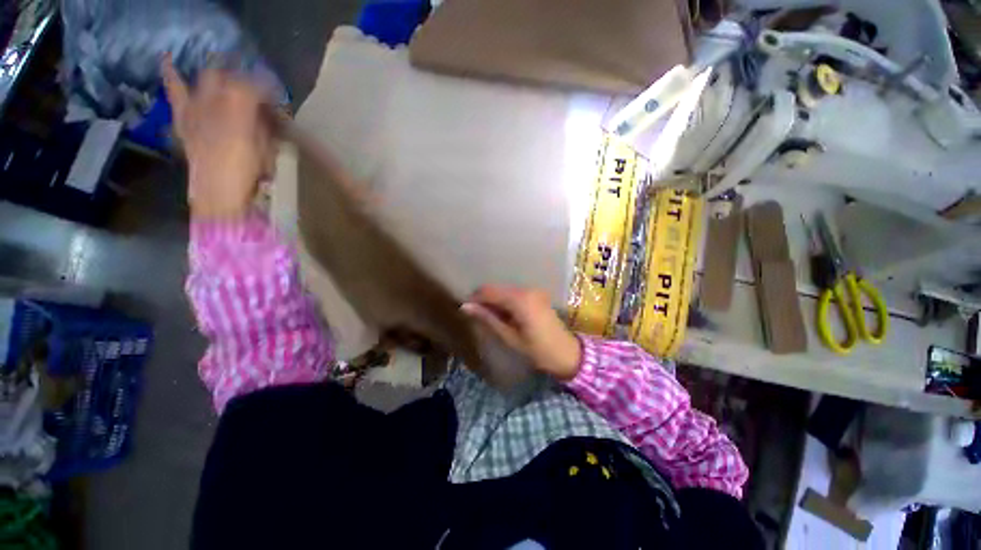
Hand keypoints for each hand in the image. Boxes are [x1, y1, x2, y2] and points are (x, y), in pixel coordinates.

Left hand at [162, 57, 275, 219]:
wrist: (216, 196)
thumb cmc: (247, 177)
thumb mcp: (266, 153)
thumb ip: (265, 128)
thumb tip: (267, 114)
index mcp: (238, 114)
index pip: (254, 87)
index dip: (267, 87)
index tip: (277, 95)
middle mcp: (214, 104)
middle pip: (230, 78)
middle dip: (245, 79)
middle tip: (256, 90)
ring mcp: (195, 109)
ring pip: (207, 79)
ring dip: (220, 75)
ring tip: (226, 72)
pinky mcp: (183, 118)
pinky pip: (174, 91)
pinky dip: (171, 74)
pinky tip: (168, 59)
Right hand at [461, 285, 581, 380]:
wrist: (567, 354)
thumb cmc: (537, 350)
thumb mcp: (509, 336)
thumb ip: (488, 318)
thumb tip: (465, 307)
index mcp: (520, 299)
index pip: (489, 291)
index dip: (475, 298)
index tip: (466, 308)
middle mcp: (527, 290)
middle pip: (498, 289)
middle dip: (485, 299)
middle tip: (476, 315)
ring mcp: (534, 291)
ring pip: (506, 290)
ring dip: (495, 300)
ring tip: (489, 317)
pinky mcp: (537, 295)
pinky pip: (515, 294)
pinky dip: (506, 301)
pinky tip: (504, 315)